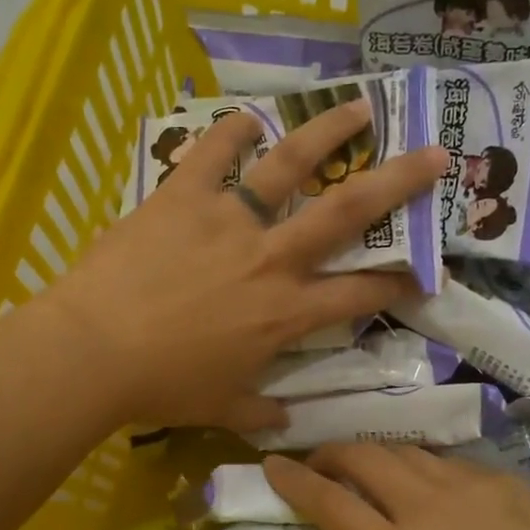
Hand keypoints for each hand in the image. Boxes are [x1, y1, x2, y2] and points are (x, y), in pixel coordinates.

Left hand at [45, 99, 445, 431]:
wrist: (94, 352)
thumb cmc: (161, 386)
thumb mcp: (218, 408)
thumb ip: (257, 413)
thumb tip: (282, 423)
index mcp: (284, 313)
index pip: (357, 294)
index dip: (397, 284)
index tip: (423, 273)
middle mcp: (270, 258)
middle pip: (347, 213)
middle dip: (398, 182)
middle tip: (435, 154)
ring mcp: (228, 220)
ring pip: (290, 164)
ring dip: (329, 132)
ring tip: (359, 106)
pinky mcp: (182, 197)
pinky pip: (213, 154)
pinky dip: (231, 131)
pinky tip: (248, 115)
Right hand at [264, 444, 529, 529]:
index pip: (328, 502)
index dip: (292, 480)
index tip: (270, 466)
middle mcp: (425, 506)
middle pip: (360, 455)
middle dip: (328, 455)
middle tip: (320, 469)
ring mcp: (466, 485)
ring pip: (402, 451)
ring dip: (374, 458)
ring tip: (371, 477)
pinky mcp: (500, 478)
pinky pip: (444, 462)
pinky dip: (421, 470)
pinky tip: (432, 493)